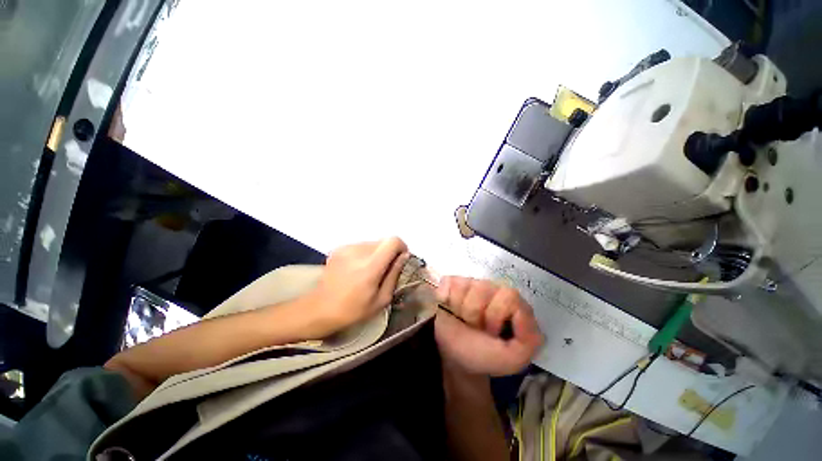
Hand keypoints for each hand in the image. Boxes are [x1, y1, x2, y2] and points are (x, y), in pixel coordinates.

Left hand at [307, 237, 408, 335]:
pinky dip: (364, 254)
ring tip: (368, 271)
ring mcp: (346, 248)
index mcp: (370, 266)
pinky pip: (360, 245)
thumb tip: (404, 256)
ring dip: (376, 253)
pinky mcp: (338, 248)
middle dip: (388, 252)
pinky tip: (356, 269)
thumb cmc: (353, 310)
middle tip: (384, 270)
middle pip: (383, 241)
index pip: (392, 241)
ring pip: (372, 243)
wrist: (319, 309)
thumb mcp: (381, 299)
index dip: (401, 247)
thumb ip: (394, 274)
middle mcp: (358, 251)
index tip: (401, 258)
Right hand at [434, 277, 543, 375]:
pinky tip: (448, 307)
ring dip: (459, 309)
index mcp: (511, 303)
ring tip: (462, 319)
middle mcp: (492, 288)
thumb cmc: (482, 355)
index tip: (491, 332)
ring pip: (463, 286)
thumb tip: (521, 312)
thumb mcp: (512, 358)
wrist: (453, 357)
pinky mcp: (451, 283)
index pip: (509, 296)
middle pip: (483, 288)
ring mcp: (470, 283)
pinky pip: (448, 282)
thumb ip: (529, 339)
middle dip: (475, 313)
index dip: (496, 315)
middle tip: (475, 327)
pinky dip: (444, 297)